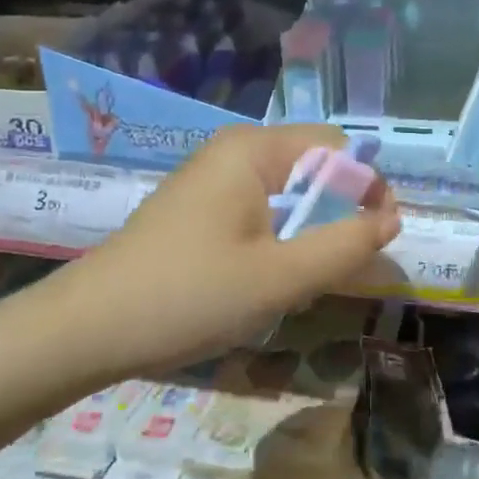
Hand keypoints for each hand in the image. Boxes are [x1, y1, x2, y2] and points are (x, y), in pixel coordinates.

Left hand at [53, 124, 400, 375]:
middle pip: (313, 168)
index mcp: (254, 150)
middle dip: (336, 215)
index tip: (376, 239)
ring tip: (296, 280)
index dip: (368, 188)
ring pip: (288, 193)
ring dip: (307, 233)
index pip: (338, 147)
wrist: (85, 331)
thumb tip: (392, 219)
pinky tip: (262, 280)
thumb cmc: (189, 296)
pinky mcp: (197, 207)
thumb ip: (346, 245)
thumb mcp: (281, 277)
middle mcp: (233, 151)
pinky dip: (277, 240)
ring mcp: (211, 178)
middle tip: (332, 269)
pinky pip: (259, 210)